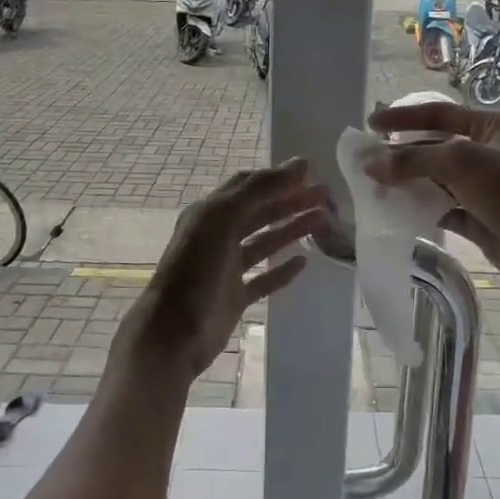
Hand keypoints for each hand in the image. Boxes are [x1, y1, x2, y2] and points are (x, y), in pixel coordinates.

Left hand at [121, 159, 330, 387]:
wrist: (174, 333)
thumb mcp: (222, 220)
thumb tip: (299, 164)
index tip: (311, 172)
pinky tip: (304, 261)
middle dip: (291, 201)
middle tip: (325, 196)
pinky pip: (264, 277)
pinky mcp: (235, 296)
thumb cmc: (195, 270)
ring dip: (291, 229)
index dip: (277, 177)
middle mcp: (218, 236)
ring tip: (322, 220)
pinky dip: (282, 269)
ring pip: (264, 242)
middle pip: (260, 212)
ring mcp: (227, 268)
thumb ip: (259, 190)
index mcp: (210, 213)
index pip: (247, 186)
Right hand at [364, 103, 499, 290]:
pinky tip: (396, 211)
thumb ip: (413, 160)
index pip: (440, 114)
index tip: (371, 124)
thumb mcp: (461, 162)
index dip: (404, 117)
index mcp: (493, 127)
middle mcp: (489, 154)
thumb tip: (369, 163)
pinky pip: (443, 210)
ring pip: (437, 181)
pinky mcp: (480, 220)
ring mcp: (485, 189)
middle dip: (403, 154)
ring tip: (374, 186)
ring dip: (409, 183)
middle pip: (436, 148)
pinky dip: (421, 210)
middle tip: (367, 161)